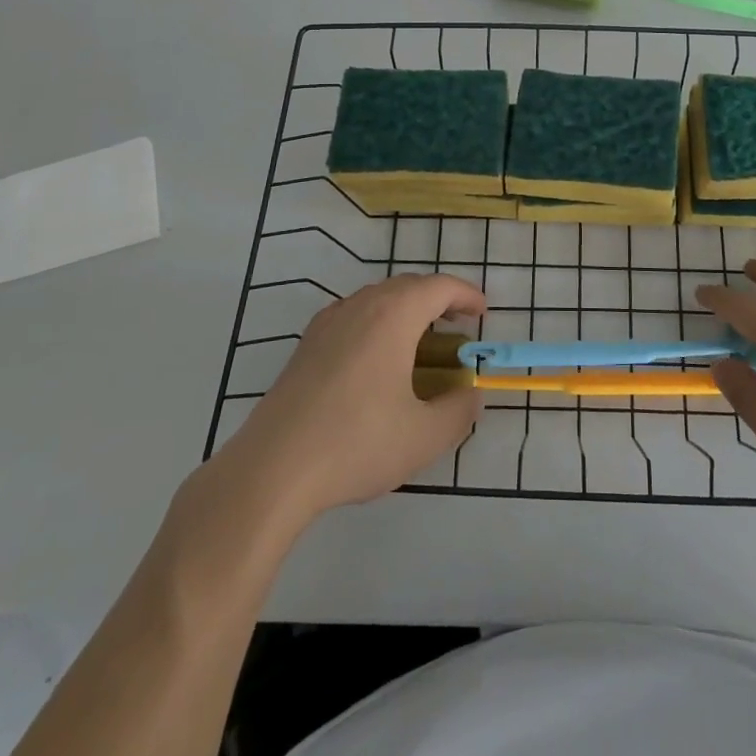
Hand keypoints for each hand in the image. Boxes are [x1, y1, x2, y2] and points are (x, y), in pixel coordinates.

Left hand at [208, 273, 485, 530]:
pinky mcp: (306, 345)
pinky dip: (378, 323)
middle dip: (438, 299)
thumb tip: (471, 394)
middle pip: (408, 286)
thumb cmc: (356, 443)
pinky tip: (378, 359)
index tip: (483, 313)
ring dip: (407, 310)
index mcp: (393, 315)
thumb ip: (459, 411)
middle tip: (458, 326)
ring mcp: (328, 322)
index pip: (439, 287)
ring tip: (422, 341)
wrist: (272, 469)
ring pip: (378, 299)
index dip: (466, 295)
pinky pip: (354, 316)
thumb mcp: (424, 436)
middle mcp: (361, 306)